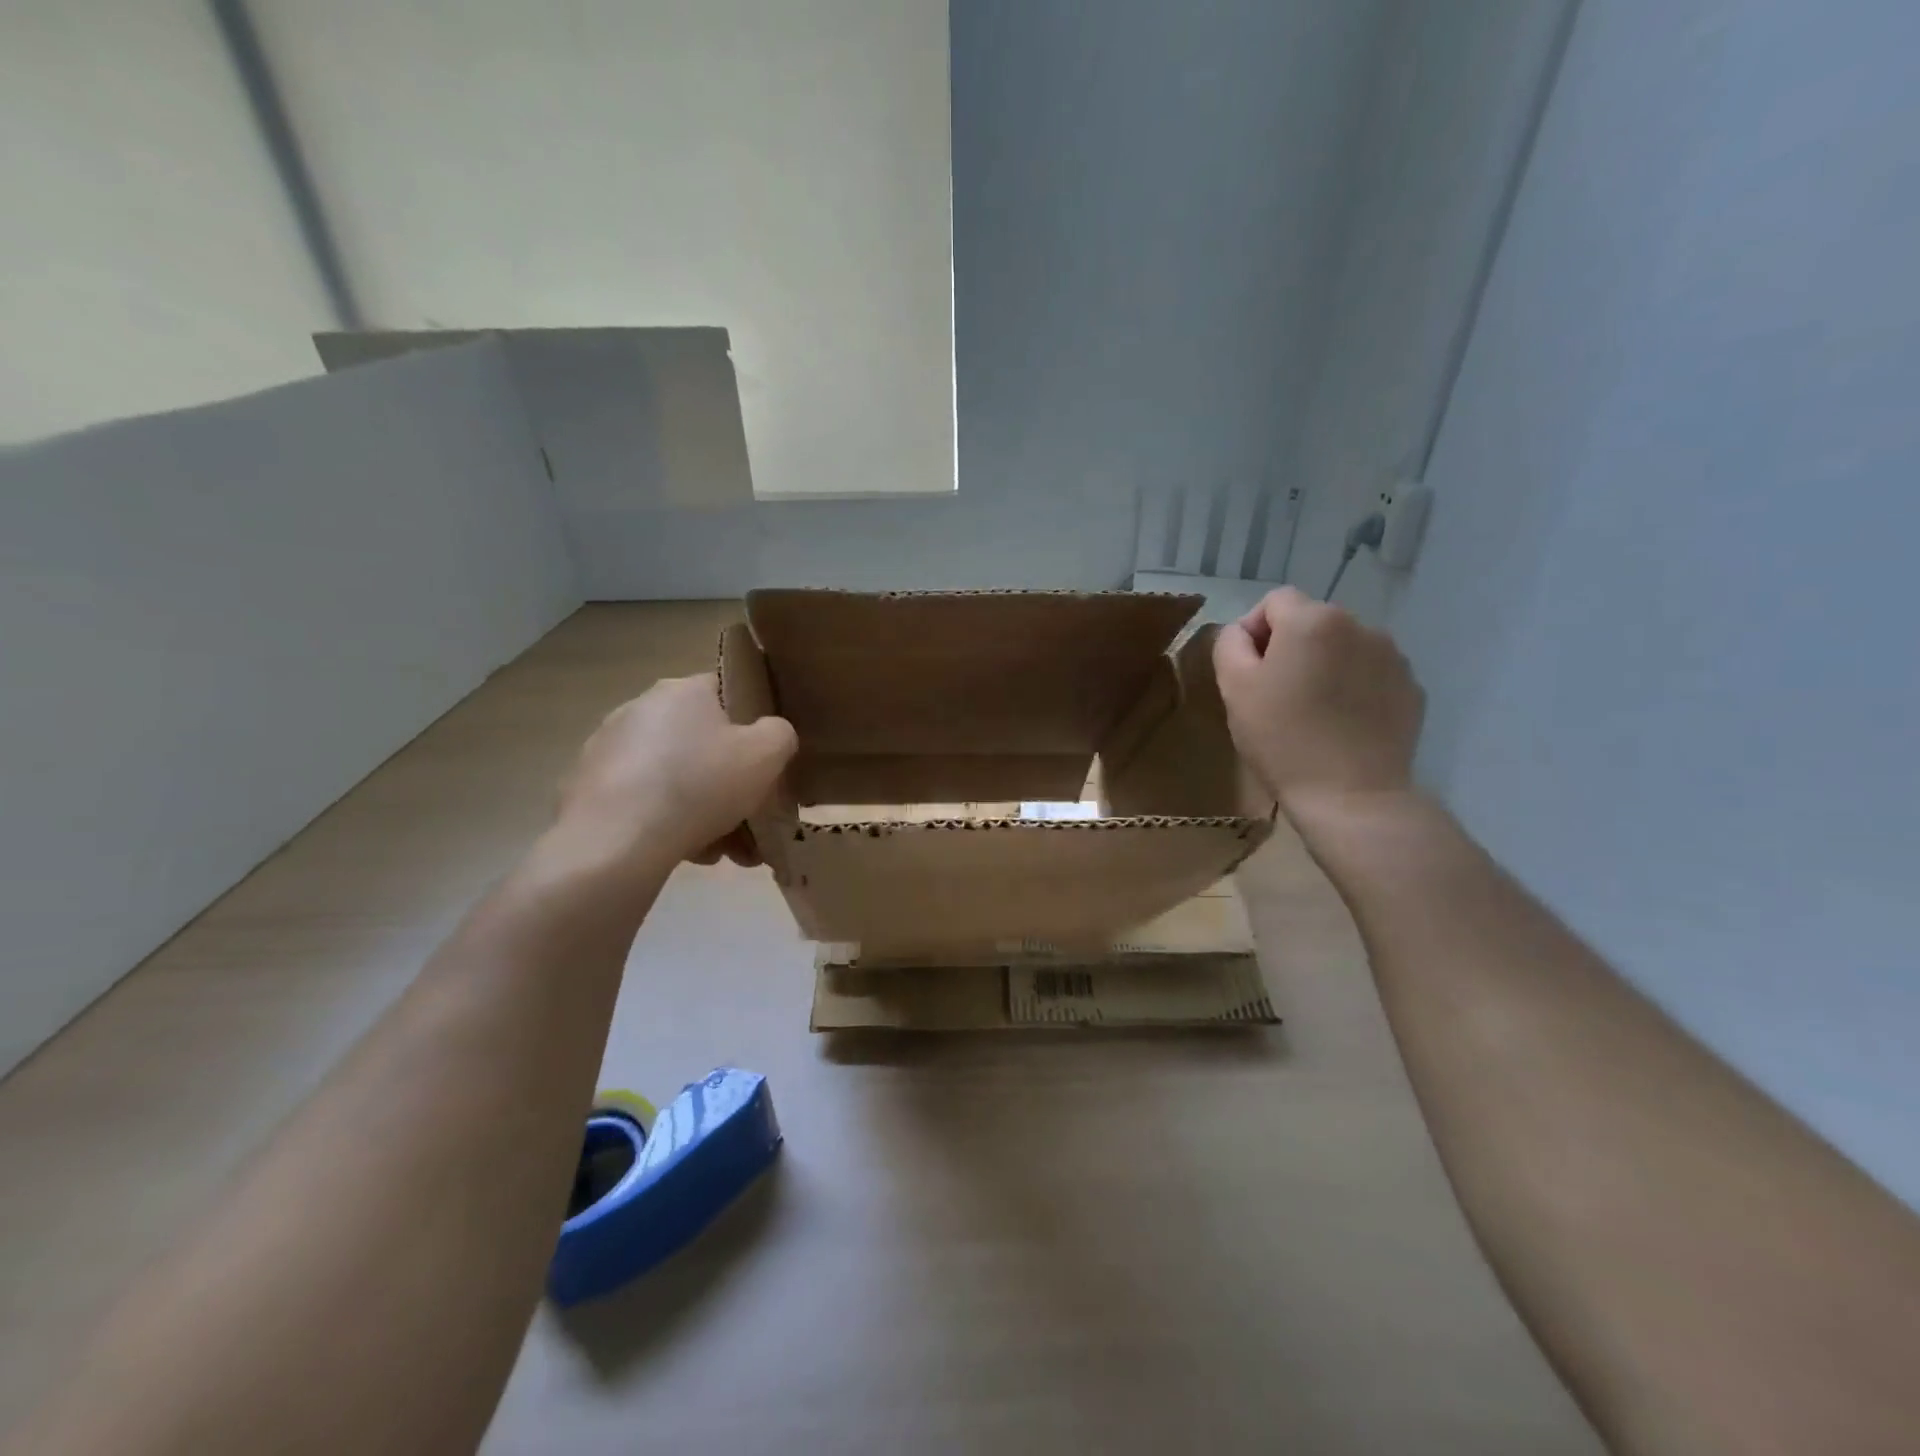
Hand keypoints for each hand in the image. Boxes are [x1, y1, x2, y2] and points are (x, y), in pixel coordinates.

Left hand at [550, 673, 796, 874]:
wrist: (616, 842)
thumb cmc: (700, 785)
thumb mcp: (766, 755)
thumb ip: (780, 734)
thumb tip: (772, 734)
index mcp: (683, 690)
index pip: (727, 691)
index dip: (752, 724)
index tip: (765, 761)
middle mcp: (640, 708)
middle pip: (701, 743)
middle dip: (729, 782)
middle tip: (749, 818)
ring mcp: (607, 748)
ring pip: (674, 777)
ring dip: (703, 810)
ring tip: (723, 851)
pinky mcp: (586, 788)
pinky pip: (642, 801)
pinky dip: (666, 823)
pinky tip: (686, 854)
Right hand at [1212, 588, 1424, 815]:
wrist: (1351, 795)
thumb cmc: (1282, 739)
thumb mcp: (1234, 688)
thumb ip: (1230, 644)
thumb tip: (1243, 633)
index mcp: (1312, 621)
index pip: (1274, 601)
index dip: (1254, 631)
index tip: (1248, 672)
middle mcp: (1359, 625)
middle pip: (1312, 622)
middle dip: (1291, 648)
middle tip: (1276, 695)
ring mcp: (1393, 657)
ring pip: (1343, 647)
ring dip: (1324, 666)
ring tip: (1313, 712)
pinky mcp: (1411, 689)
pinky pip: (1371, 675)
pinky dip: (1354, 688)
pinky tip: (1342, 724)